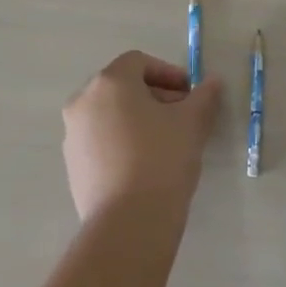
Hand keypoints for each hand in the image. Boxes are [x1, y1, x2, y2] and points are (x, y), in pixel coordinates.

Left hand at [63, 51, 221, 221]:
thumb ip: (204, 96)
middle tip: (182, 117)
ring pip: (110, 115)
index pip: (139, 62)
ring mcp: (73, 135)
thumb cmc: (162, 159)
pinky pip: (101, 141)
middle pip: (122, 87)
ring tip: (166, 143)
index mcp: (109, 82)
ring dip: (138, 120)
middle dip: (154, 96)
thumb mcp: (192, 123)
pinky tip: (145, 166)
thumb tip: (213, 82)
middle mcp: (83, 102)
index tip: (190, 95)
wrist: (128, 224)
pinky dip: (122, 142)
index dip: (168, 73)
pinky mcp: (72, 166)